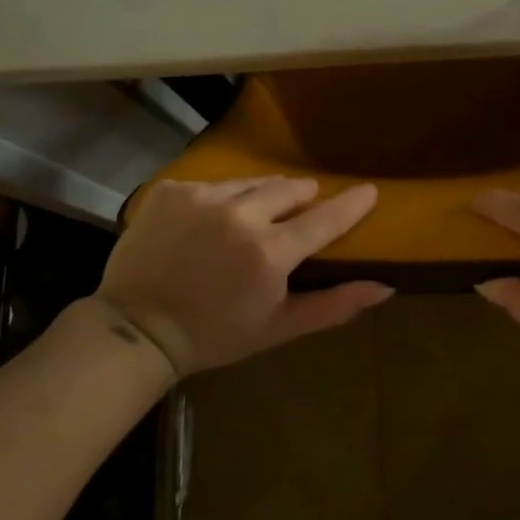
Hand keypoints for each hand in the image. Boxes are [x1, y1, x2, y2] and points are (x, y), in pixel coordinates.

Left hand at [95, 178, 391, 375]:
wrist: (135, 330)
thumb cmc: (214, 334)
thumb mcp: (278, 328)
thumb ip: (334, 305)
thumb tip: (384, 287)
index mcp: (269, 253)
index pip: (325, 218)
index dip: (352, 203)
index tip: (369, 190)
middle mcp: (239, 216)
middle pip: (289, 189)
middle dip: (300, 199)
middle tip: (296, 216)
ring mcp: (201, 198)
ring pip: (250, 184)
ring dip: (259, 198)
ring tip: (250, 220)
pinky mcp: (171, 190)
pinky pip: (212, 185)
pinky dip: (219, 200)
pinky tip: (207, 225)